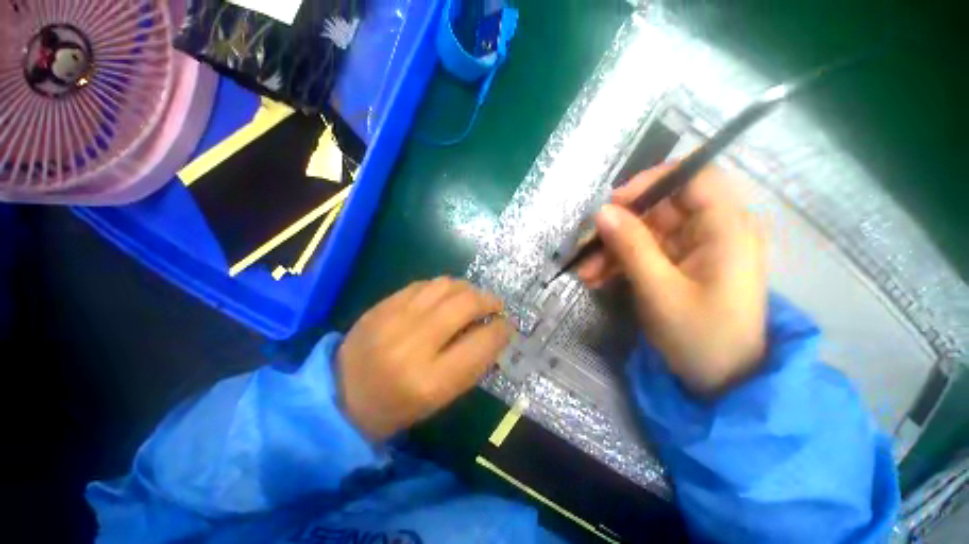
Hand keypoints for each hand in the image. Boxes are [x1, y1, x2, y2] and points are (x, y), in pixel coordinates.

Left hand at [338, 278, 511, 439]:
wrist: (339, 396)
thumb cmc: (396, 406)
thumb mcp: (439, 398)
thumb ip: (471, 364)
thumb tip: (493, 331)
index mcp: (429, 382)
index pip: (481, 344)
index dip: (501, 330)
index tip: (507, 325)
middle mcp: (412, 346)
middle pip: (464, 304)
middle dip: (488, 300)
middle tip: (495, 305)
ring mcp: (392, 320)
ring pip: (444, 286)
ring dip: (467, 288)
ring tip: (472, 297)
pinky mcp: (381, 306)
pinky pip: (423, 284)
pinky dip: (442, 287)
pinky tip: (446, 296)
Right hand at [577, 164, 766, 396]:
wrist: (722, 382)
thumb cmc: (701, 337)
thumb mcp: (660, 290)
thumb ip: (631, 247)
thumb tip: (601, 212)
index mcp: (725, 228)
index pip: (693, 176)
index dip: (652, 181)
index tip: (614, 202)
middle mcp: (711, 230)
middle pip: (659, 208)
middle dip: (618, 227)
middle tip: (586, 248)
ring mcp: (693, 249)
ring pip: (644, 232)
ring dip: (611, 250)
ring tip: (585, 275)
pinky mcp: (678, 265)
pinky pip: (643, 252)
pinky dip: (618, 263)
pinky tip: (596, 280)